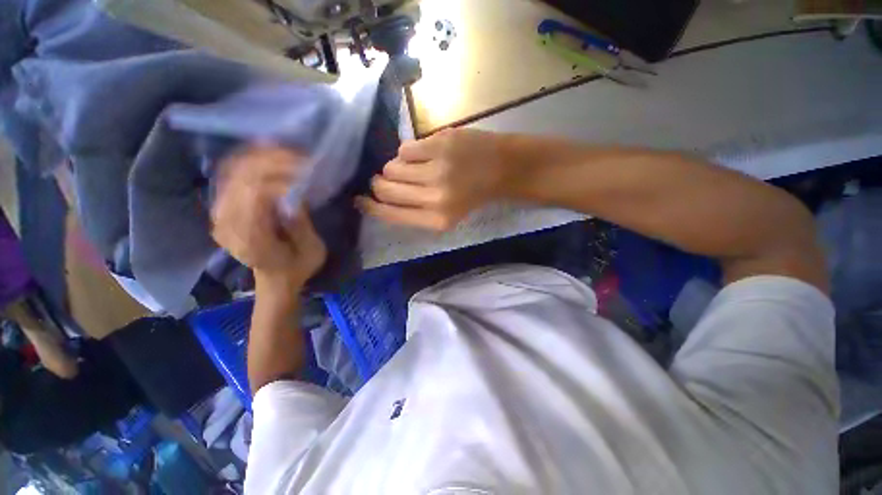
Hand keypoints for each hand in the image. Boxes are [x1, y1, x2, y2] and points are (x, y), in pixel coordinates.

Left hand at [212, 146, 327, 292]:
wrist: (275, 278)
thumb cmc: (298, 267)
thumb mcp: (311, 251)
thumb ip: (300, 225)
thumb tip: (294, 195)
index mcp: (250, 239)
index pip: (255, 195)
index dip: (280, 179)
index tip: (305, 175)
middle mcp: (227, 224)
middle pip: (241, 179)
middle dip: (271, 162)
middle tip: (300, 157)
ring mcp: (220, 214)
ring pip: (232, 172)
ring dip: (259, 157)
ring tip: (286, 150)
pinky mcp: (223, 207)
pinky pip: (230, 174)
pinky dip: (247, 160)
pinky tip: (265, 152)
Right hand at [357, 129, 510, 230]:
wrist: (502, 169)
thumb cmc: (472, 195)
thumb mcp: (446, 215)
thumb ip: (415, 211)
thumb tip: (380, 197)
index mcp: (437, 220)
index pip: (390, 214)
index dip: (370, 207)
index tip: (359, 200)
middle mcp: (435, 198)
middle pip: (385, 188)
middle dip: (379, 184)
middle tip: (385, 179)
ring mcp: (437, 170)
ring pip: (391, 167)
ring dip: (396, 168)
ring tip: (413, 167)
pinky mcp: (439, 145)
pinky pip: (405, 149)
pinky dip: (409, 152)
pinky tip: (424, 154)